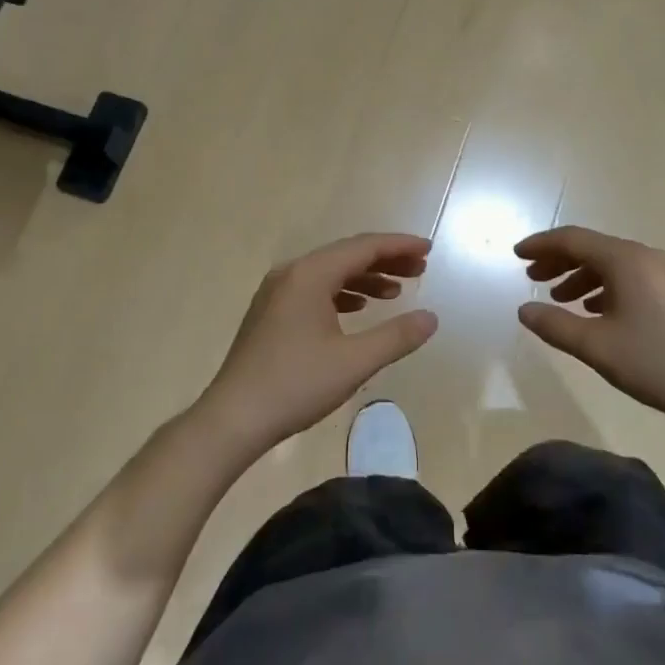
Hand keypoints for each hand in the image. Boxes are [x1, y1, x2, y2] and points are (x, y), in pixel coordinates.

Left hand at [197, 233, 438, 452]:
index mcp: (310, 275)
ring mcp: (277, 293)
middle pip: (346, 255)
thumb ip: (396, 336)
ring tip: (397, 292)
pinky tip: (359, 309)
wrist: (234, 418)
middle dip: (385, 260)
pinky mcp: (271, 313)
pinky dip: (343, 293)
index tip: (428, 250)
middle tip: (420, 269)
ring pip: (330, 272)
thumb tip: (431, 318)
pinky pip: (315, 289)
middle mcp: (292, 274)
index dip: (399, 246)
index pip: (363, 247)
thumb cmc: (296, 385)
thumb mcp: (354, 362)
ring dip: (365, 278)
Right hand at [515, 226, 664, 428]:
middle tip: (530, 278)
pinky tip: (592, 310)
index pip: (574, 240)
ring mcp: (663, 274)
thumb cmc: (653, 361)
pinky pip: (628, 278)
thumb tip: (523, 310)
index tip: (515, 254)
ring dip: (580, 276)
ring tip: (557, 299)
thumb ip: (554, 325)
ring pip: (611, 264)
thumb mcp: (595, 345)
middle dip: (558, 261)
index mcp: (626, 260)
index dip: (541, 245)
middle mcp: (645, 257)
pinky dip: (603, 287)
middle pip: (592, 248)